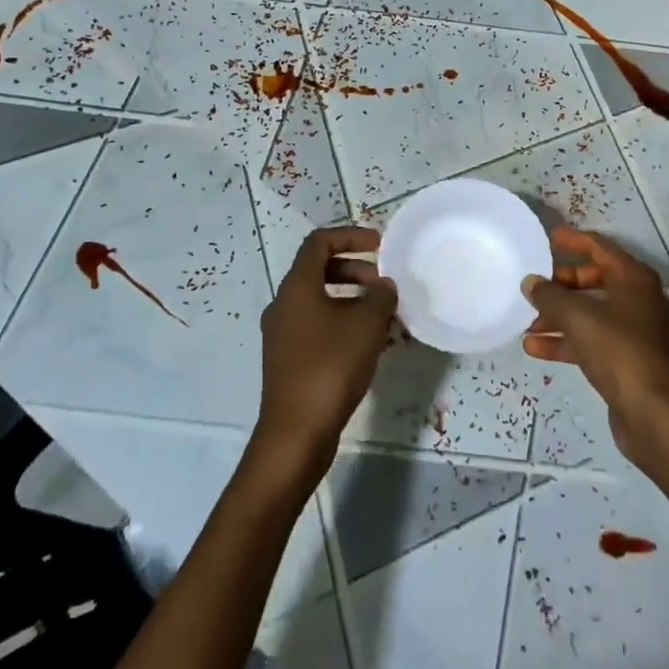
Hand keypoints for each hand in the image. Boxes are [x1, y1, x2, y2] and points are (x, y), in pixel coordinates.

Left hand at [253, 226, 396, 477]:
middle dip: (356, 271)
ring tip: (385, 319)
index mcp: (296, 287)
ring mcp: (283, 334)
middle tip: (384, 286)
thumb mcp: (366, 325)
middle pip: (320, 271)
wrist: (296, 433)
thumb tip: (383, 286)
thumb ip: (380, 297)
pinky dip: (344, 325)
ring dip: (353, 301)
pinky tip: (370, 346)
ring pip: (321, 302)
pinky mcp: (289, 360)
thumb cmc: (330, 367)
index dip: (351, 236)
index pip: (320, 242)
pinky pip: (318, 328)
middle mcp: (284, 304)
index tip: (380, 246)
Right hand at [522, 227, 668, 462]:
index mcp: (634, 279)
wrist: (651, 411)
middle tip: (534, 285)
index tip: (548, 237)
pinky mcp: (626, 358)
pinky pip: (590, 339)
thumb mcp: (577, 317)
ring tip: (526, 321)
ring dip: (559, 316)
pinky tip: (534, 347)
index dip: (573, 241)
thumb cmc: (617, 349)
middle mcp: (638, 299)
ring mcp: (634, 330)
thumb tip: (530, 282)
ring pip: (590, 313)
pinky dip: (566, 340)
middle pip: (594, 280)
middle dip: (562, 284)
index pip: (600, 247)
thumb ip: (550, 296)